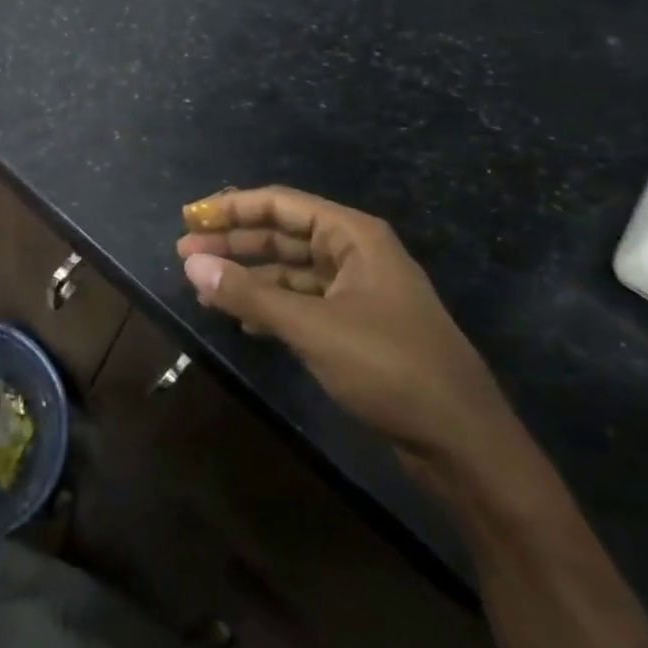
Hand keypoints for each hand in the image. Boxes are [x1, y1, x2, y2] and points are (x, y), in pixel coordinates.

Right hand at [177, 187, 511, 474]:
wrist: (462, 442)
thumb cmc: (390, 367)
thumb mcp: (313, 327)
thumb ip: (250, 293)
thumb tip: (192, 264)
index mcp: (354, 237)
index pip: (281, 204)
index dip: (232, 208)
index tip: (190, 218)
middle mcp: (355, 255)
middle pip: (282, 235)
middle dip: (234, 242)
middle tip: (184, 253)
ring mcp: (357, 292)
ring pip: (290, 271)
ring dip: (248, 276)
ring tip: (202, 287)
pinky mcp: (356, 327)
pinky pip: (302, 303)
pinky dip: (270, 306)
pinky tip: (241, 319)